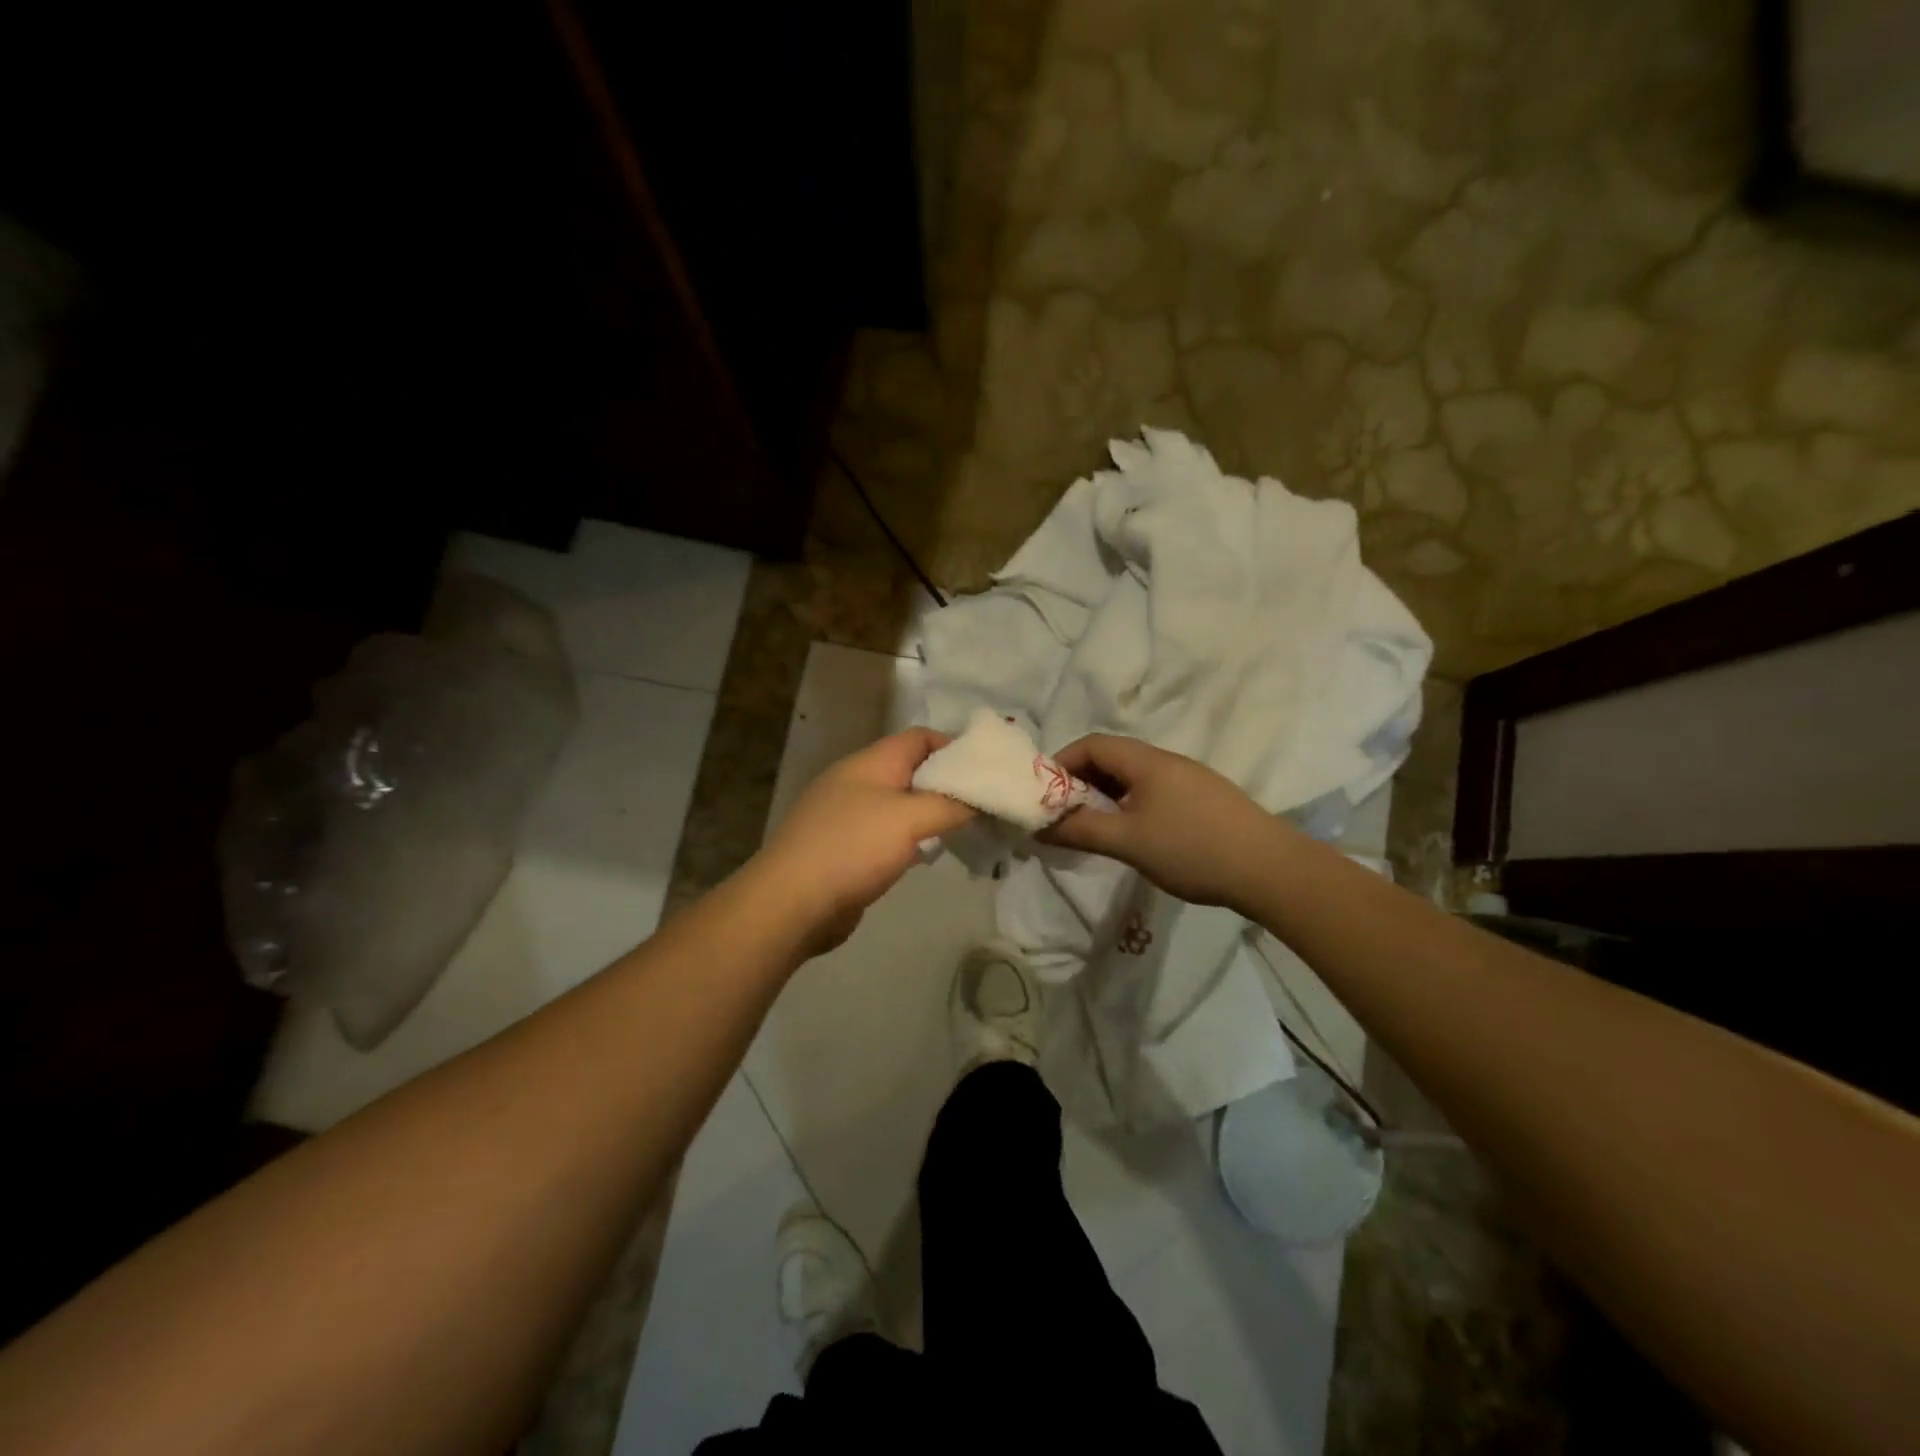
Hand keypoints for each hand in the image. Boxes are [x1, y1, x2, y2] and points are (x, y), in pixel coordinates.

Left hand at [750, 727, 975, 954]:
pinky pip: (888, 835)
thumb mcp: (910, 818)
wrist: (792, 902)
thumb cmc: (853, 847)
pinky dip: (913, 839)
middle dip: (948, 783)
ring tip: (968, 829)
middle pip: (912, 771)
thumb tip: (978, 800)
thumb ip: (950, 804)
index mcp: (871, 763)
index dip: (954, 746)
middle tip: (985, 802)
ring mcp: (849, 816)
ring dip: (932, 814)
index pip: (919, 737)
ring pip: (902, 805)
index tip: (987, 769)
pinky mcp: (847, 849)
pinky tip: (931, 854)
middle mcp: (858, 782)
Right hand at [1043, 734, 1292, 911]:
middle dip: (1081, 781)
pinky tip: (1133, 834)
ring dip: (1106, 795)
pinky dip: (1130, 804)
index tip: (1044, 793)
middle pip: (1112, 757)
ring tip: (1094, 827)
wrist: (1270, 869)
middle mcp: (1167, 761)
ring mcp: (1189, 779)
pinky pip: (1154, 791)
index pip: (1092, 744)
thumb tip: (1040, 826)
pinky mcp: (1204, 799)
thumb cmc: (1191, 849)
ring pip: (1134, 777)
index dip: (1062, 762)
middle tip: (1064, 814)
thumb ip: (1081, 831)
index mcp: (1146, 761)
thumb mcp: (1128, 842)